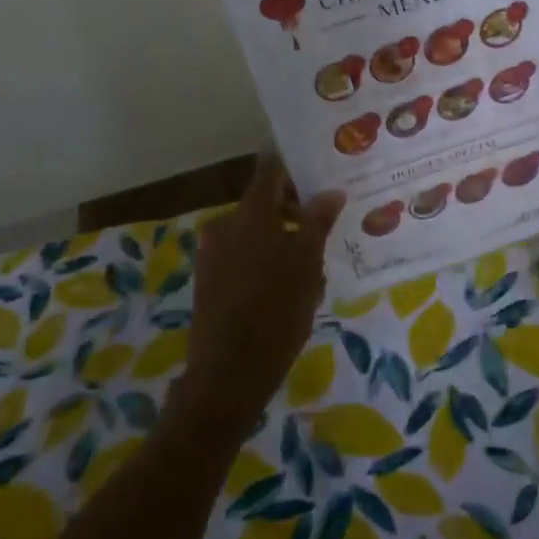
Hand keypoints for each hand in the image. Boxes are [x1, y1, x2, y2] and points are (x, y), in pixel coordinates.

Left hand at [171, 157, 344, 430]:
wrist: (228, 371)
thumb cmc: (276, 311)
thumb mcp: (308, 264)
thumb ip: (318, 222)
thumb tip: (330, 192)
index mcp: (250, 213)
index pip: (270, 170)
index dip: (294, 167)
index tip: (319, 171)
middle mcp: (225, 224)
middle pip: (263, 203)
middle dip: (294, 211)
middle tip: (325, 228)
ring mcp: (212, 252)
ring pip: (254, 232)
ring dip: (280, 239)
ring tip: (311, 266)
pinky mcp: (208, 278)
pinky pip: (241, 254)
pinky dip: (263, 258)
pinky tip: (286, 286)